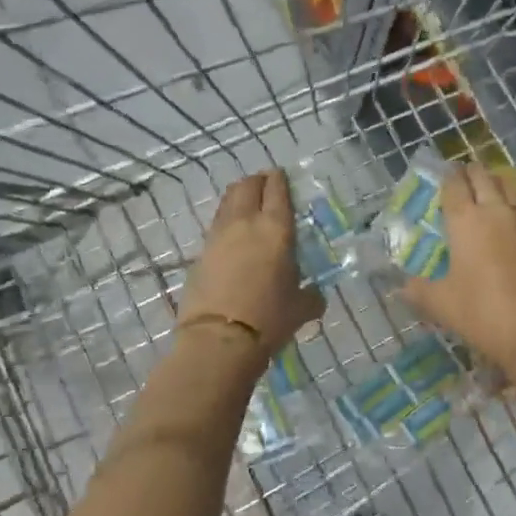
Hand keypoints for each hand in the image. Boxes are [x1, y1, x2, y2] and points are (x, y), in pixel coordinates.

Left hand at [178, 169, 324, 359]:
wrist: (220, 339)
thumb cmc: (270, 319)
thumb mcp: (302, 308)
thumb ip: (311, 296)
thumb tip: (315, 296)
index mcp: (276, 229)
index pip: (277, 190)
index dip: (279, 180)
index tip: (281, 176)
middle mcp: (246, 223)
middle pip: (247, 186)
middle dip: (257, 181)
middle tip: (265, 187)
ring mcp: (219, 235)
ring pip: (227, 201)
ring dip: (238, 197)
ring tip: (247, 205)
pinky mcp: (201, 252)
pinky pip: (216, 225)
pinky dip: (226, 221)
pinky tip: (233, 235)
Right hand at [400, 166, 515, 373]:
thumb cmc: (481, 311)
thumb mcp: (441, 304)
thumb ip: (418, 290)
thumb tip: (401, 287)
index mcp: (466, 219)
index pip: (454, 184)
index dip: (446, 176)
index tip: (440, 176)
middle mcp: (495, 211)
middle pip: (483, 176)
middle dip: (470, 173)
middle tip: (460, 181)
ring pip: (508, 187)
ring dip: (495, 184)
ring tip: (484, 192)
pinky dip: (512, 204)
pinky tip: (506, 220)